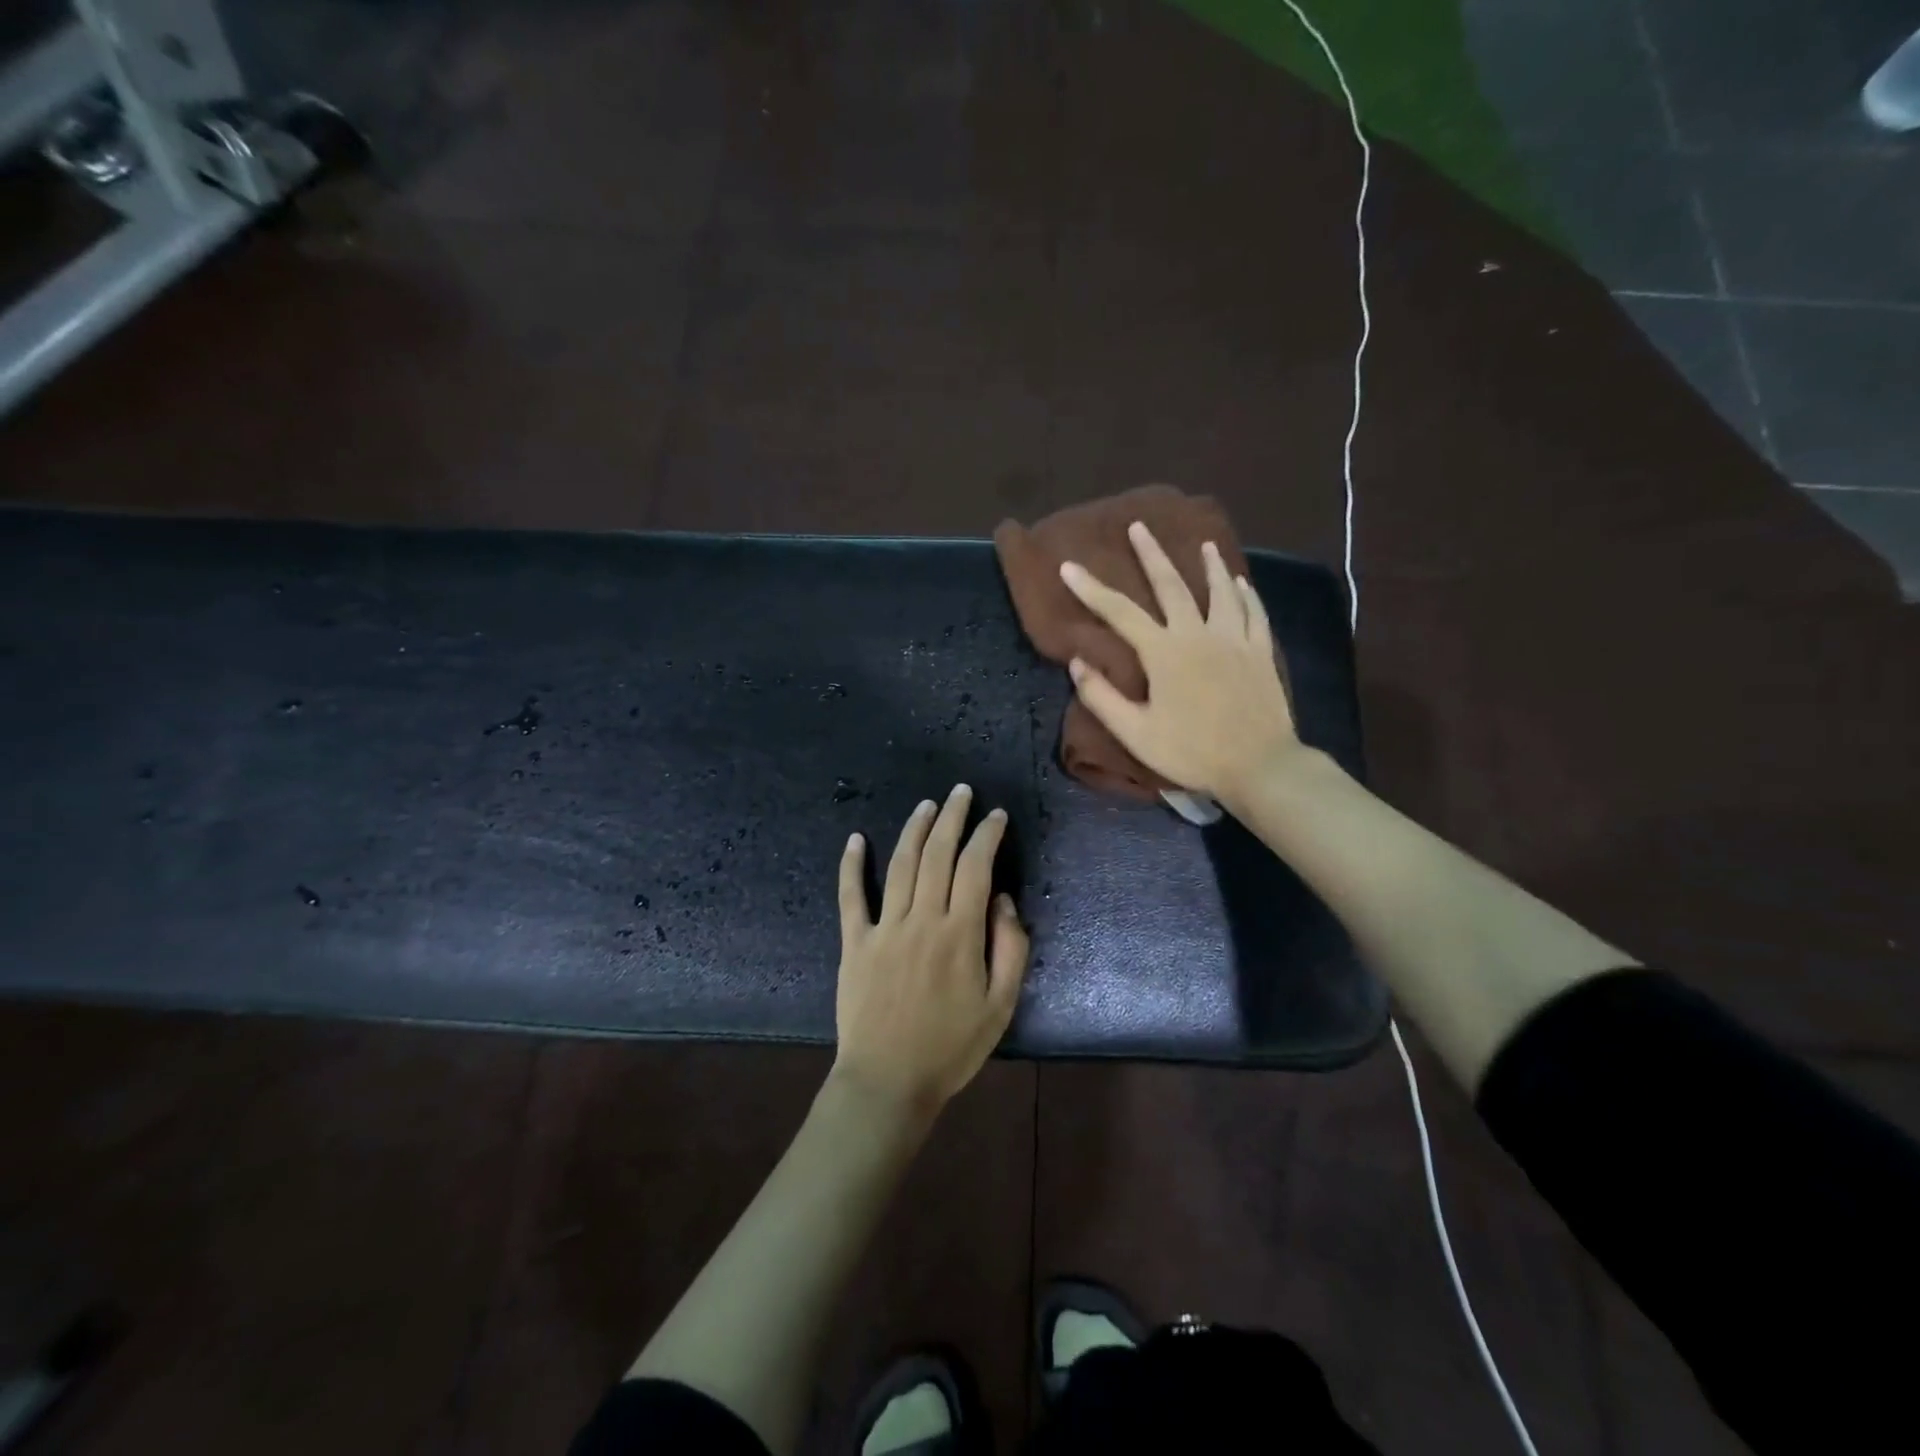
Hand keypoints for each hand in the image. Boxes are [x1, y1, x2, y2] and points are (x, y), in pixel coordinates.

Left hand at [832, 785, 1029, 1116]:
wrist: (888, 1082)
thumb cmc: (951, 1047)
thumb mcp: (1001, 1006)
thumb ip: (1010, 948)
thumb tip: (1002, 900)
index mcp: (959, 934)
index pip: (976, 868)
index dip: (987, 836)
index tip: (996, 816)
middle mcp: (921, 920)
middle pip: (938, 855)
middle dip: (952, 818)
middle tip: (961, 792)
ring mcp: (884, 928)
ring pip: (901, 865)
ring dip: (915, 830)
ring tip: (927, 805)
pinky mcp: (854, 943)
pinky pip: (850, 897)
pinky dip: (851, 866)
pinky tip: (855, 839)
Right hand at [1060, 521, 1300, 805]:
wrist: (1259, 765)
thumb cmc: (1192, 752)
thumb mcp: (1136, 733)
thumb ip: (1102, 697)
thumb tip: (1077, 663)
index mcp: (1164, 653)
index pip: (1119, 613)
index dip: (1091, 588)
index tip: (1068, 566)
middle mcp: (1199, 635)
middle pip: (1172, 586)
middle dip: (1152, 555)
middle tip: (1140, 526)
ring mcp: (1235, 640)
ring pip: (1221, 592)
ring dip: (1209, 566)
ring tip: (1204, 545)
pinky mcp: (1261, 653)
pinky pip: (1254, 614)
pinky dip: (1247, 595)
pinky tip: (1242, 584)